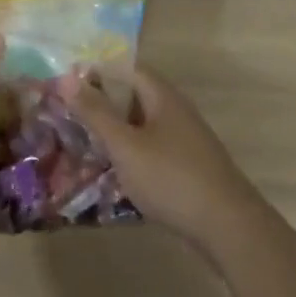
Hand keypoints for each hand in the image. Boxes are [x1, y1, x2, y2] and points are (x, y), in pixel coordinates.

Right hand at [69, 66, 266, 250]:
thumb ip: (96, 113)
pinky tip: (118, 172)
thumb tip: (67, 77)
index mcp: (162, 97)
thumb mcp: (125, 145)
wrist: (228, 227)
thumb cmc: (171, 178)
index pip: (126, 69)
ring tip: (88, 144)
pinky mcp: (190, 167)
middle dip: (104, 103)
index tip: (69, 85)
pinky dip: (133, 152)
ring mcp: (187, 140)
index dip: (98, 72)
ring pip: (144, 124)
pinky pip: (154, 148)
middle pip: (135, 96)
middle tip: (72, 115)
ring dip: (118, 130)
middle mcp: (177, 111)